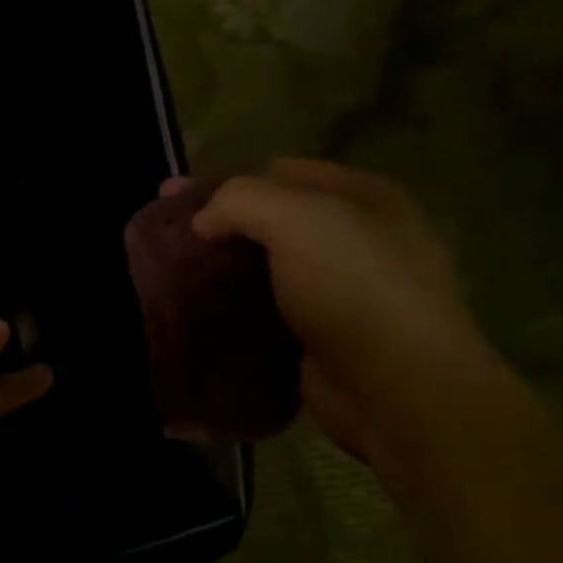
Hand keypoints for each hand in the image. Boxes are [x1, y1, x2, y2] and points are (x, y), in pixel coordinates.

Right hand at [185, 160, 495, 462]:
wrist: (398, 390)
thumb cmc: (355, 289)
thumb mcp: (298, 219)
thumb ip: (240, 200)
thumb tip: (203, 221)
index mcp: (360, 197)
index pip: (278, 172)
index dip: (223, 180)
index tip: (171, 196)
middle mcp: (353, 238)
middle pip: (268, 219)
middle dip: (215, 224)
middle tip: (163, 234)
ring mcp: (337, 290)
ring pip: (262, 266)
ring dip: (218, 268)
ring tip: (168, 273)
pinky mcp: (317, 334)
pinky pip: (262, 308)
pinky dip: (229, 307)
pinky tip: (194, 310)